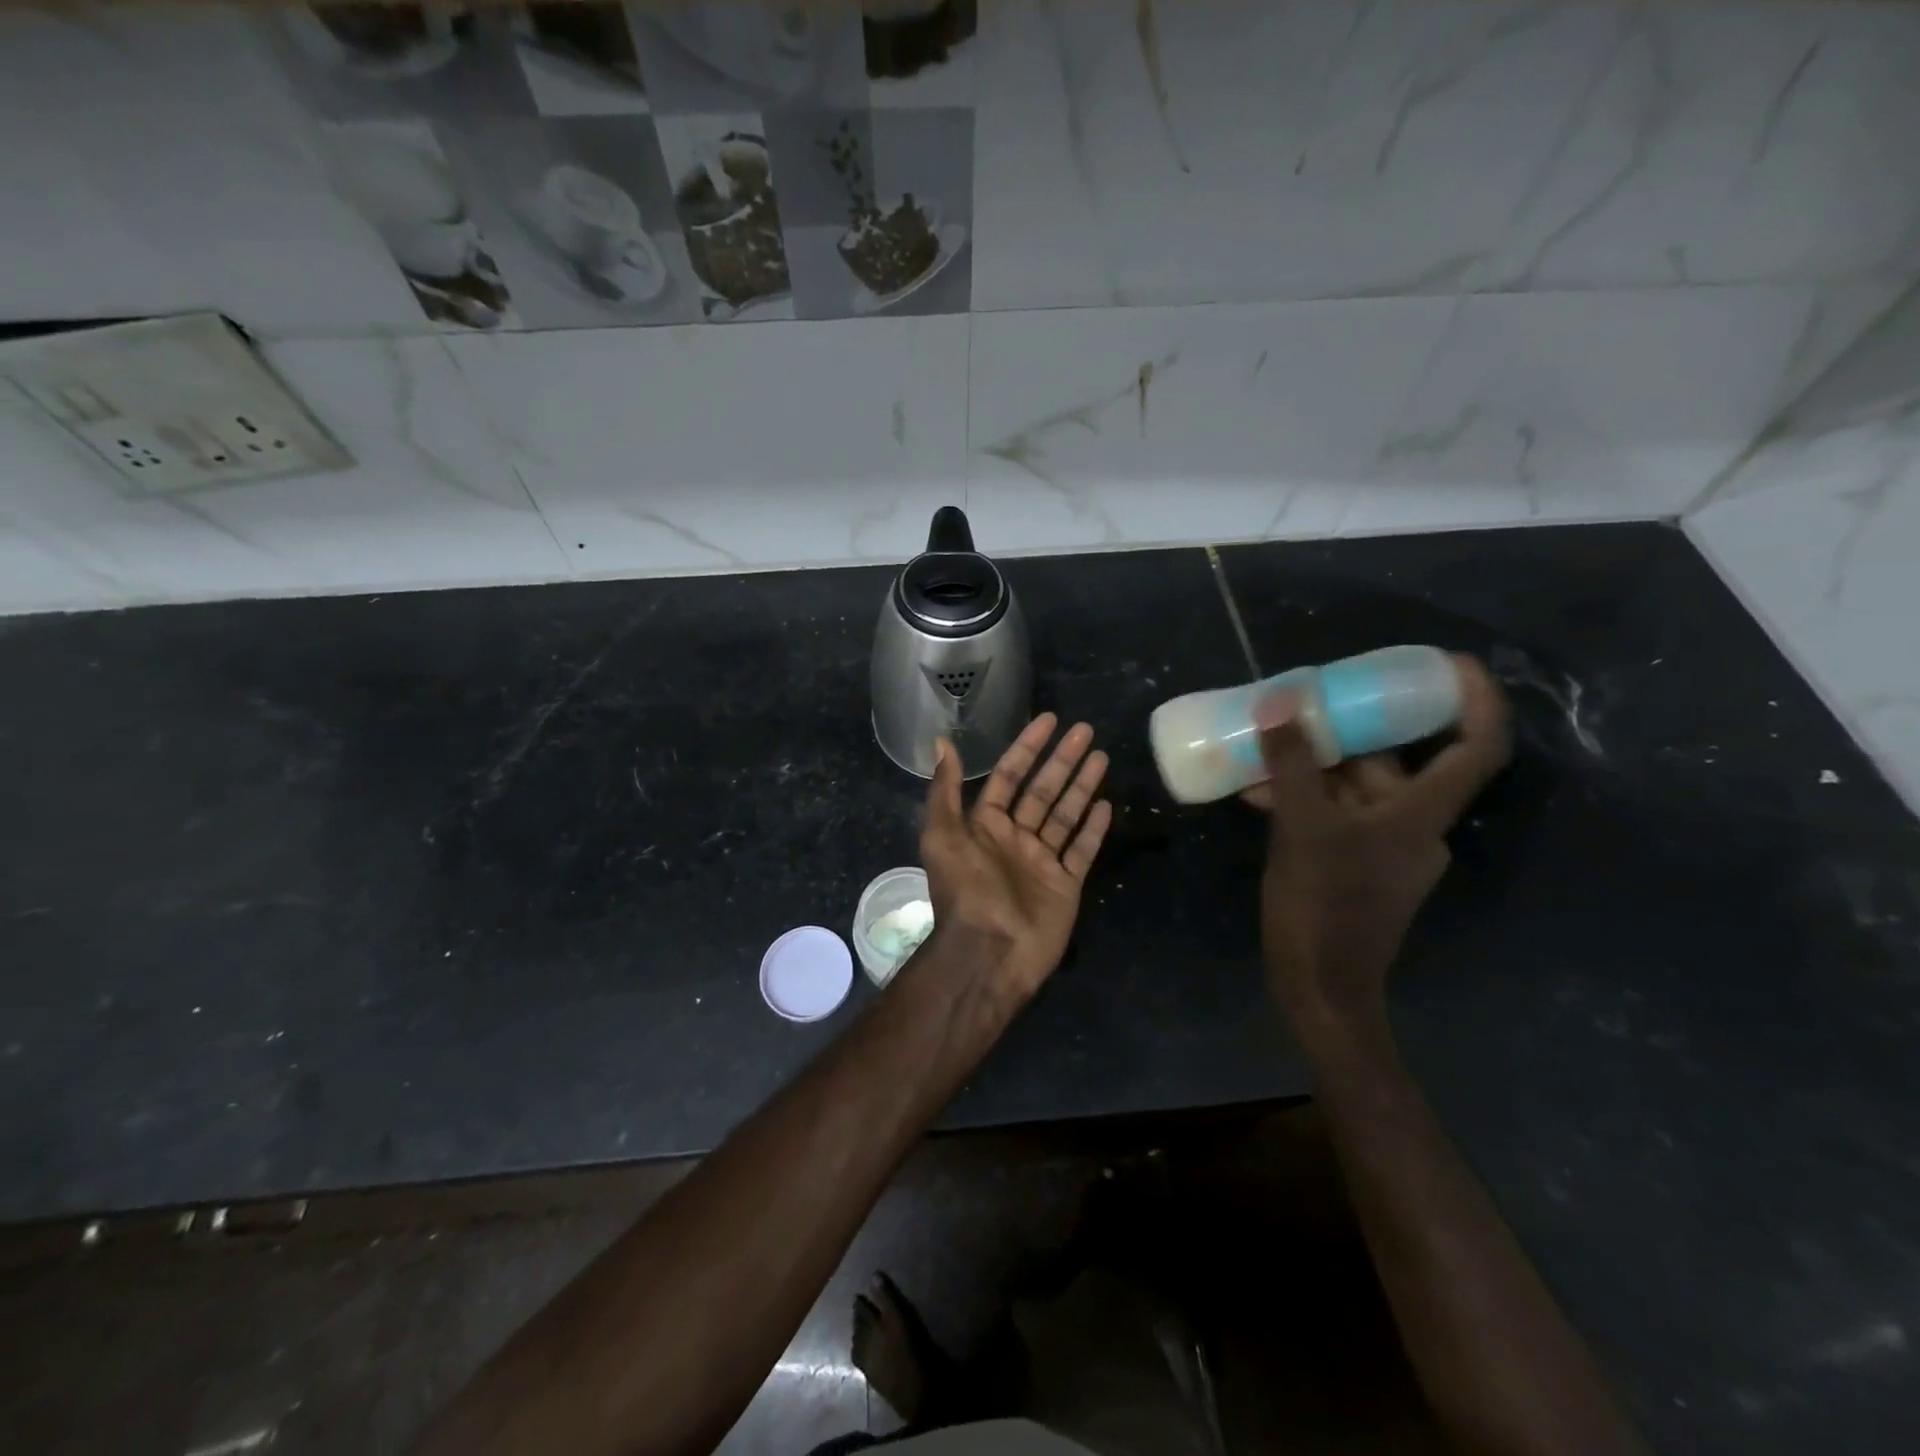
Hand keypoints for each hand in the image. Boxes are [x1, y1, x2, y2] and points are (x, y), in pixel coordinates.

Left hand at [920, 714, 1113, 1000]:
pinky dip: (1094, 829)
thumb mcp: (942, 835)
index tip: (1049, 721)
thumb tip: (943, 741)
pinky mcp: (1066, 885)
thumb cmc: (965, 890)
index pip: (1010, 775)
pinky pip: (1082, 850)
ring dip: (1082, 785)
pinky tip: (1106, 804)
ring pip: (1066, 814)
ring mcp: (1042, 862)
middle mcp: (1015, 838)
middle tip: (1085, 730)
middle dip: (1062, 760)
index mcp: (985, 825)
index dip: (1027, 747)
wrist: (989, 952)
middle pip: (1043, 790)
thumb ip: (945, 790)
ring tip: (1101, 756)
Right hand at [1247, 655, 1510, 1024]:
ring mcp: (1382, 848)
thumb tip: (1284, 702)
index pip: (1475, 748)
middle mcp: (1412, 826)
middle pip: (1392, 762)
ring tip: (1262, 748)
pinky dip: (1302, 799)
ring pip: (1352, 788)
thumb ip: (1292, 765)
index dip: (1475, 701)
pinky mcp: (1354, 865)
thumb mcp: (1301, 828)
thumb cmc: (1322, 905)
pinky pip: (1333, 814)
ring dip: (1310, 767)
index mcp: (1420, 815)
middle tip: (1309, 700)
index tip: (1450, 663)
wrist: (1318, 985)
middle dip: (1349, 730)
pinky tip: (1256, 793)